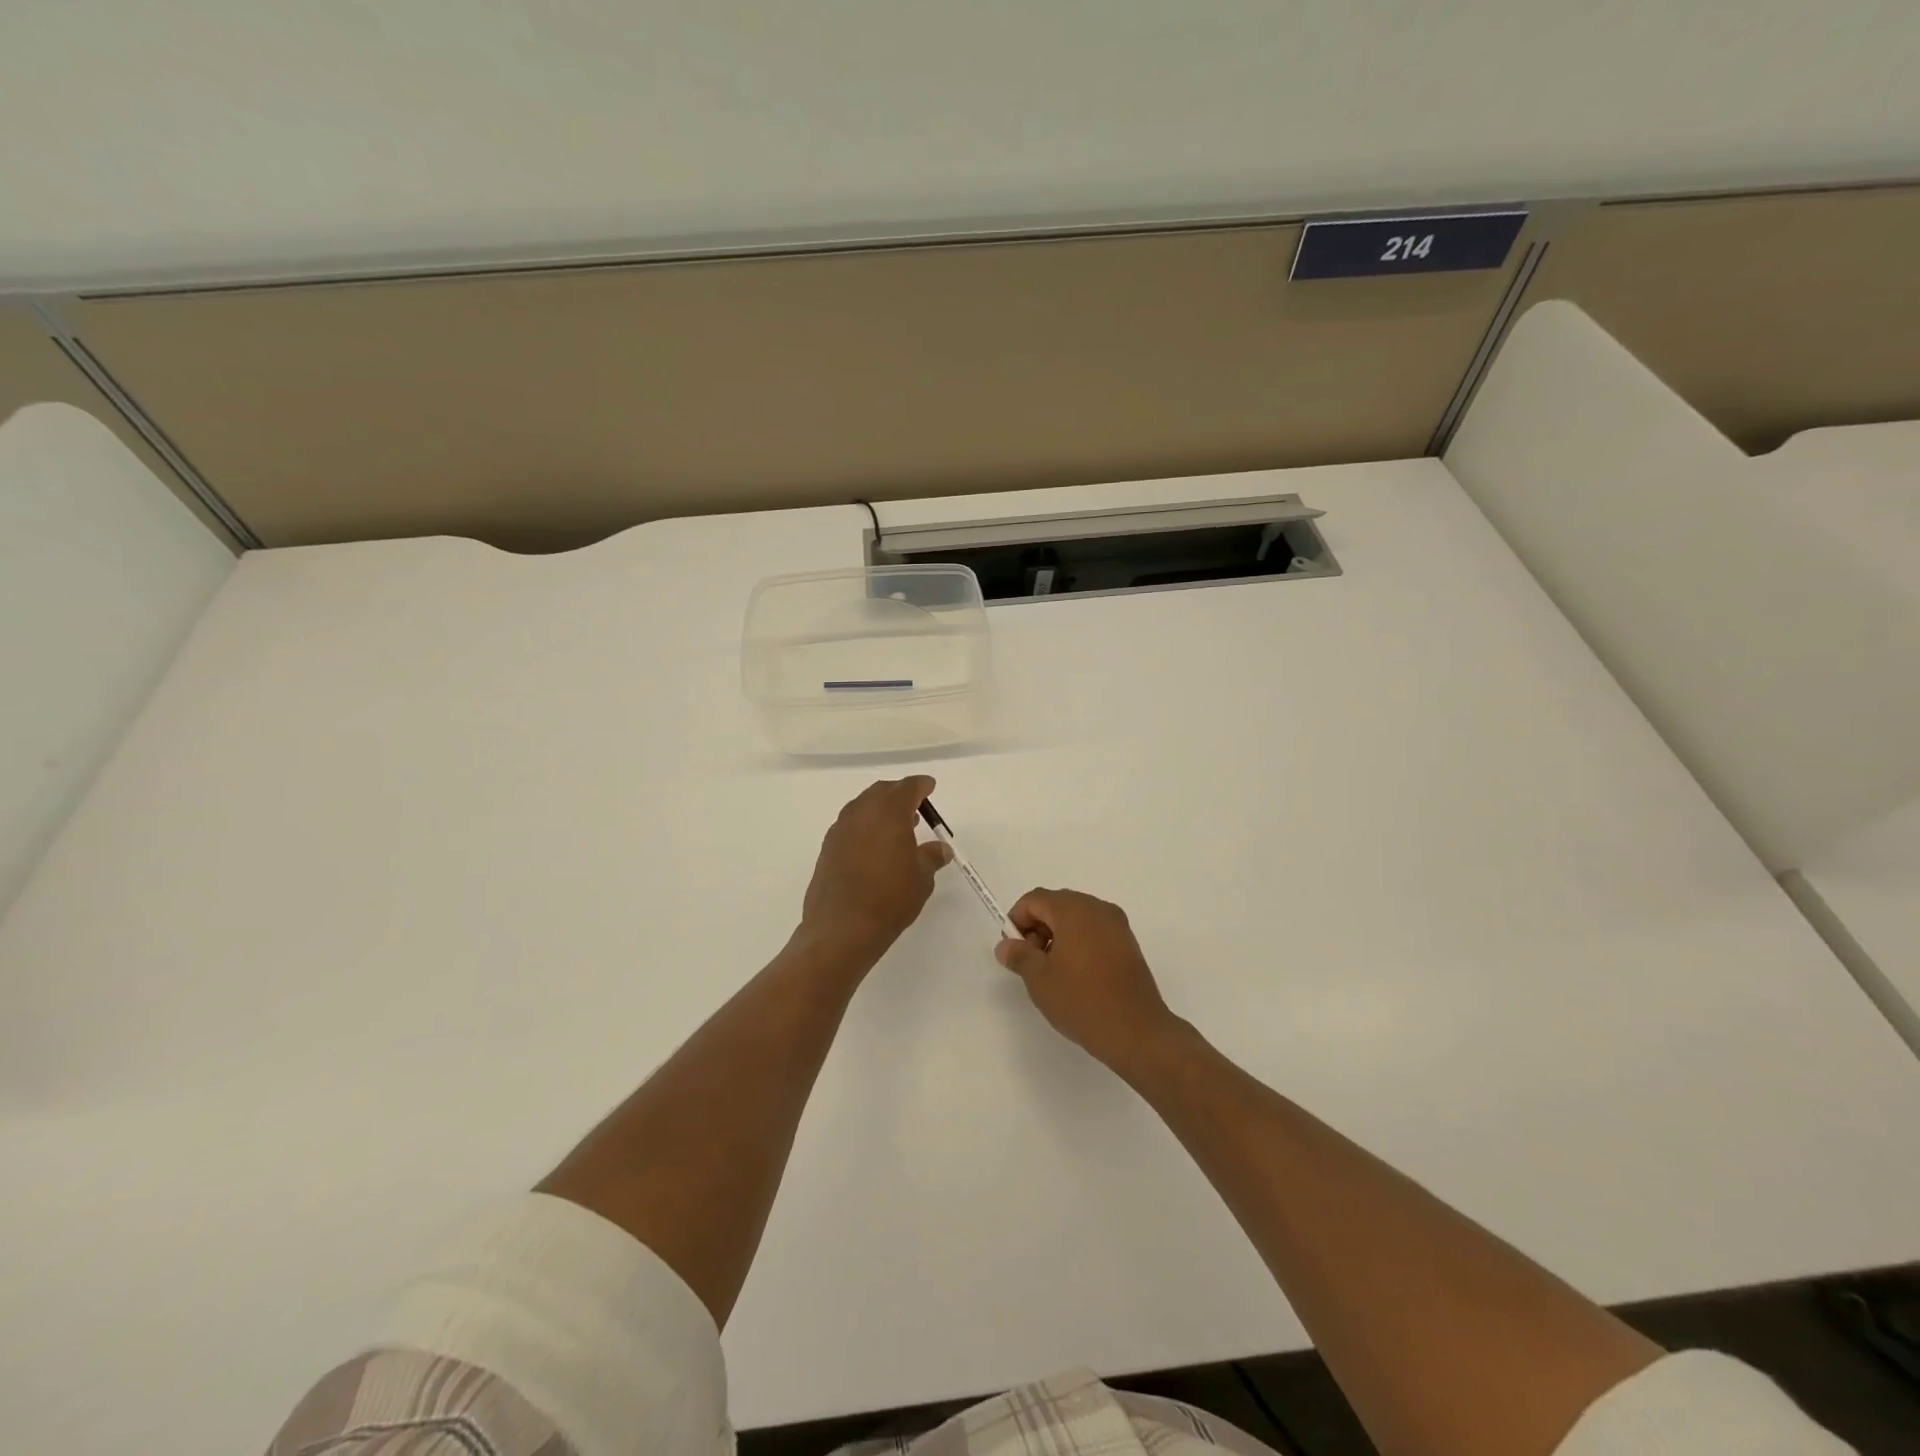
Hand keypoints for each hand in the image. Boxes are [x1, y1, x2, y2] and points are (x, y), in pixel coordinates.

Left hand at [800, 776, 951, 968]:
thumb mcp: (921, 879)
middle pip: (882, 792)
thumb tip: (940, 848)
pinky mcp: (827, 848)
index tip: (929, 786)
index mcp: (889, 813)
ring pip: (862, 806)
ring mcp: (840, 829)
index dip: (921, 785)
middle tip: (915, 806)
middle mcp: (862, 813)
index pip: (907, 788)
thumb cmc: (889, 899)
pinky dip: (865, 826)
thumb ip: (931, 857)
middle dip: (899, 794)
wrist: (841, 928)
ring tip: (897, 827)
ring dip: (880, 809)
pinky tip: (874, 846)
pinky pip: (850, 825)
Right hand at [995, 888, 1180, 1072]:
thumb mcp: (1039, 979)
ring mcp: (1117, 924)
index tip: (1013, 950)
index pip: (1035, 899)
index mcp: (1074, 909)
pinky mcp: (1128, 943)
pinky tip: (1076, 974)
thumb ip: (1019, 955)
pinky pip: (1095, 931)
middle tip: (1031, 961)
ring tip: (1053, 971)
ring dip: (1058, 935)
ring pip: (1077, 917)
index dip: (1017, 920)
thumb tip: (1006, 945)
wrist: (1136, 1030)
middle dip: (1038, 927)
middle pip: (1057, 904)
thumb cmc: (1082, 1000)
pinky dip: (1079, 942)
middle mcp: (1098, 908)